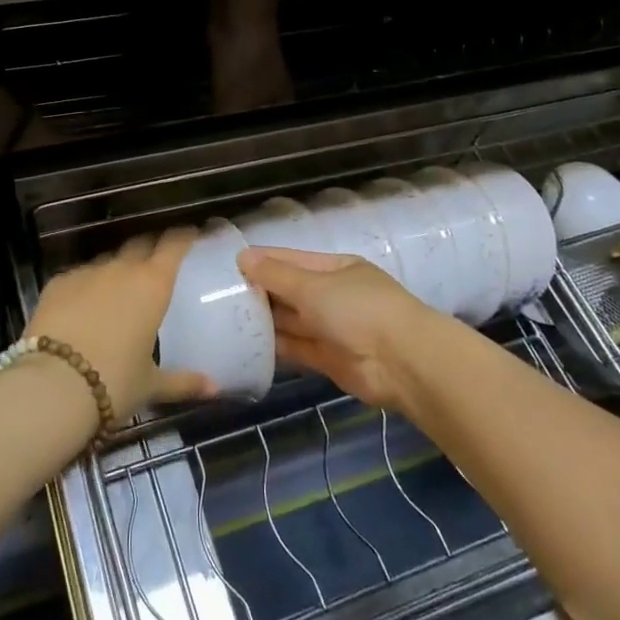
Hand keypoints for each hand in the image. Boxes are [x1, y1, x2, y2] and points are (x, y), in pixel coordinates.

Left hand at [25, 229, 216, 418]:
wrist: (53, 386)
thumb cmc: (114, 382)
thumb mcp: (151, 385)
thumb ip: (183, 382)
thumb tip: (214, 389)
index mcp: (153, 285)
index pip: (173, 245)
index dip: (183, 236)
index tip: (191, 233)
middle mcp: (121, 269)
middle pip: (140, 244)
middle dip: (150, 249)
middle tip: (156, 262)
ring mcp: (87, 273)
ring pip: (108, 261)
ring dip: (117, 270)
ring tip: (117, 291)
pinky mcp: (57, 283)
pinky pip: (79, 276)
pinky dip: (86, 286)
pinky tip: (82, 306)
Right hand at [237, 247, 445, 413]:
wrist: (402, 362)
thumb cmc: (359, 309)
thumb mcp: (314, 285)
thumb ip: (277, 275)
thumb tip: (243, 257)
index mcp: (335, 268)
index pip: (291, 260)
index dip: (262, 261)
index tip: (228, 265)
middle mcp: (332, 295)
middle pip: (289, 290)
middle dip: (260, 292)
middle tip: (217, 295)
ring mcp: (331, 328)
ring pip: (291, 320)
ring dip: (265, 320)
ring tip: (224, 318)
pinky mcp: (327, 359)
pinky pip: (296, 348)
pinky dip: (275, 347)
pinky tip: (247, 344)